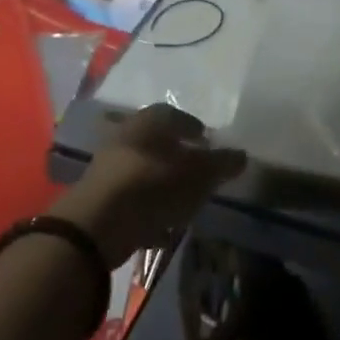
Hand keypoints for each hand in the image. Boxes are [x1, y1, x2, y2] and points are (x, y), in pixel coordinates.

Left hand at [51, 104, 244, 266]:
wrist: (97, 225)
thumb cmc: (153, 186)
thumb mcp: (198, 175)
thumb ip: (221, 163)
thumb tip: (241, 155)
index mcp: (148, 122)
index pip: (173, 115)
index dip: (192, 127)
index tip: (207, 142)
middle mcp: (125, 136)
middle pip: (156, 142)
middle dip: (177, 154)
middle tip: (197, 169)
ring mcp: (108, 168)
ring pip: (143, 169)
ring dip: (162, 182)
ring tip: (183, 199)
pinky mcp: (99, 198)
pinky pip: (131, 198)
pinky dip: (148, 207)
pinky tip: (163, 225)